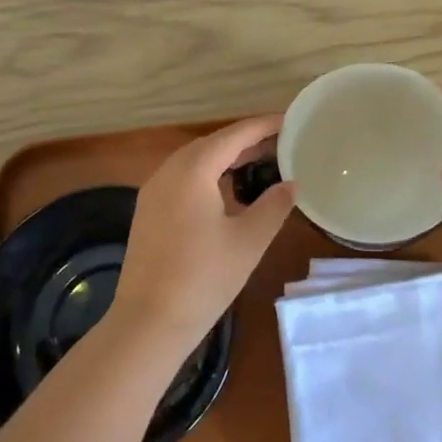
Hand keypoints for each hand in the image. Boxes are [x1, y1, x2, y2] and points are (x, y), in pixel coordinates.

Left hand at [111, 115, 296, 351]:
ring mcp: (153, 191)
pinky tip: (227, 189)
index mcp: (192, 170)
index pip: (233, 135)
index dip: (263, 126)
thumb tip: (292, 184)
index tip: (290, 120)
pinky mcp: (148, 211)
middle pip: (212, 144)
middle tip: (281, 142)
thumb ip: (274, 205)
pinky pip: (182, 178)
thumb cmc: (204, 278)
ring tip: (260, 161)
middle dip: (245, 140)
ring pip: (195, 161)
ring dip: (226, 157)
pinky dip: (208, 174)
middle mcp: (168, 171)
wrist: (149, 321)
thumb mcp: (249, 240)